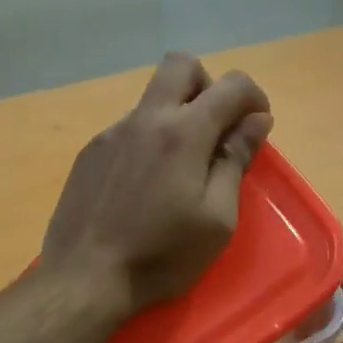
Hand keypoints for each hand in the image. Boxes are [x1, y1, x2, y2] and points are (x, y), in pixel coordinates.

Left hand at [43, 52, 272, 313]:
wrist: (85, 278)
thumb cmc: (162, 256)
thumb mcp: (217, 218)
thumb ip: (237, 160)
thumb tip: (256, 119)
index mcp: (184, 133)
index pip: (231, 85)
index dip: (254, 97)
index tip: (256, 126)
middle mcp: (145, 118)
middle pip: (181, 65)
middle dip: (209, 85)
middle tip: (216, 130)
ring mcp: (111, 132)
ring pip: (152, 99)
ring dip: (176, 116)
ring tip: (179, 171)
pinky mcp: (90, 153)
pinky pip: (129, 128)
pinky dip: (149, 140)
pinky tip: (144, 187)